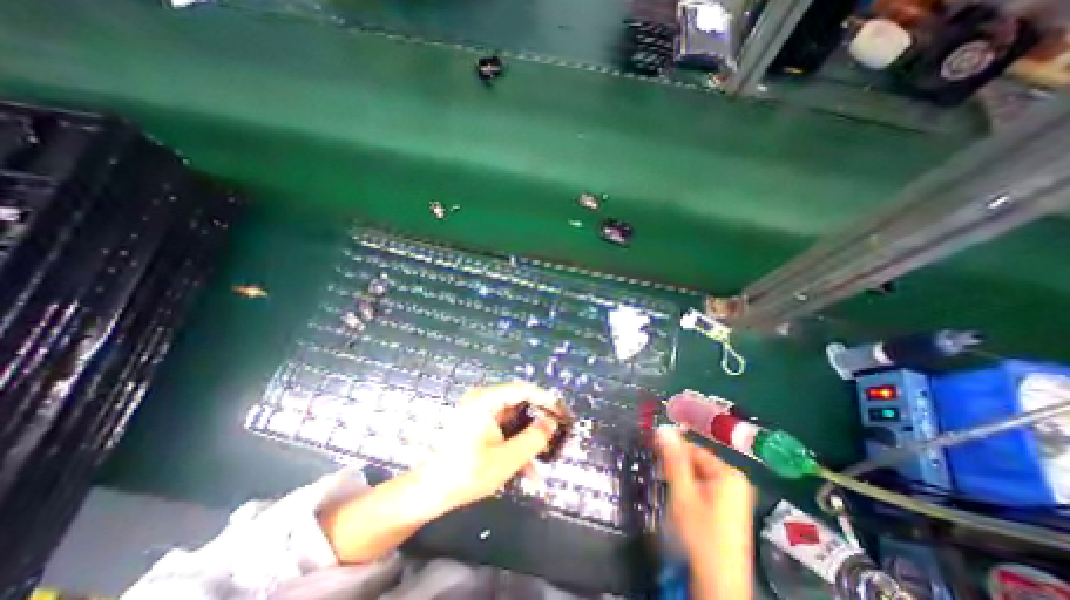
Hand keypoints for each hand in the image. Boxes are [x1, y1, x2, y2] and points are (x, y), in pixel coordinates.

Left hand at [425, 382, 562, 511]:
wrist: (430, 492)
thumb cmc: (466, 474)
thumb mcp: (506, 459)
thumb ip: (533, 439)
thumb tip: (551, 422)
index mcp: (486, 400)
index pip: (523, 390)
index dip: (545, 400)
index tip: (561, 413)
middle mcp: (483, 400)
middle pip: (519, 404)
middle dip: (538, 424)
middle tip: (556, 437)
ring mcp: (480, 412)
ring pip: (514, 420)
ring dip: (528, 440)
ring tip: (543, 461)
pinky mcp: (478, 425)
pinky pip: (504, 430)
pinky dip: (515, 445)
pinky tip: (527, 470)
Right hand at [656, 426, 754, 599]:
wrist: (719, 583)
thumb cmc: (700, 534)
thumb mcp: (682, 493)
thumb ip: (673, 459)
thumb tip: (662, 428)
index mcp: (728, 473)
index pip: (692, 449)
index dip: (672, 454)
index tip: (656, 461)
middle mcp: (735, 480)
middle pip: (697, 462)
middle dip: (678, 469)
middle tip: (663, 480)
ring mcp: (735, 495)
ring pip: (699, 475)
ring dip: (683, 480)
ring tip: (673, 495)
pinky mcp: (730, 507)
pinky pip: (705, 487)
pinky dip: (691, 491)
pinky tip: (683, 504)